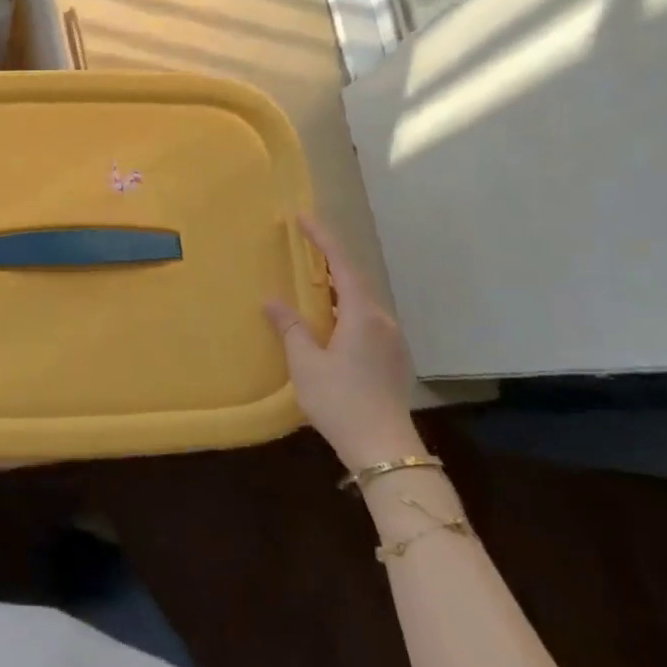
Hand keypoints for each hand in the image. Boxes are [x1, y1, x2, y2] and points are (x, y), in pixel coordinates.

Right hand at [264, 215, 421, 473]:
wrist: (384, 448)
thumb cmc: (340, 400)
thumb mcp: (306, 363)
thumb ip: (290, 327)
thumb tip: (272, 300)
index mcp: (362, 315)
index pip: (342, 265)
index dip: (323, 239)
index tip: (303, 218)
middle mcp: (382, 321)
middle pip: (356, 281)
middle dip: (330, 262)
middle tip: (304, 250)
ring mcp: (392, 341)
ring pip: (362, 303)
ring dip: (338, 290)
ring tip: (312, 286)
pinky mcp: (393, 360)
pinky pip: (367, 322)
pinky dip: (345, 311)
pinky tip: (330, 325)